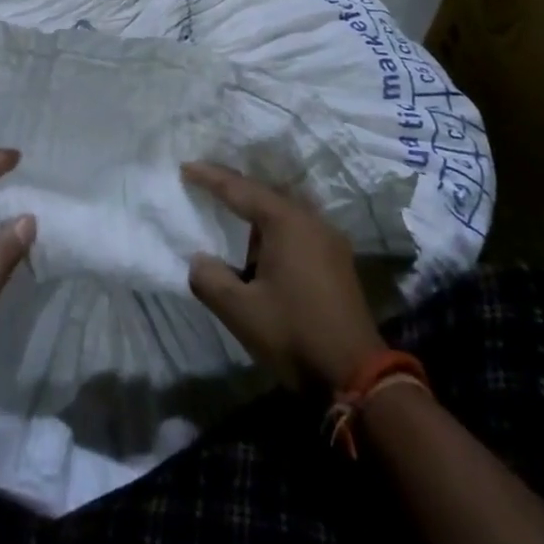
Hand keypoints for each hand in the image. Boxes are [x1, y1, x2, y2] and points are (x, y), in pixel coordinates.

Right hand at [182, 161, 385, 389]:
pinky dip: (274, 226)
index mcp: (286, 221)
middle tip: (206, 181)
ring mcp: (329, 239)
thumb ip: (209, 278)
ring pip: (284, 210)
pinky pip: (298, 227)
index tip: (185, 167)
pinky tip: (261, 241)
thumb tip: (199, 259)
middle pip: (265, 192)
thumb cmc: (294, 334)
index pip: (240, 189)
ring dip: (256, 208)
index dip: (209, 177)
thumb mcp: (240, 310)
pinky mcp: (337, 260)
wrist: (358, 376)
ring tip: (230, 208)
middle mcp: (311, 220)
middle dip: (235, 186)